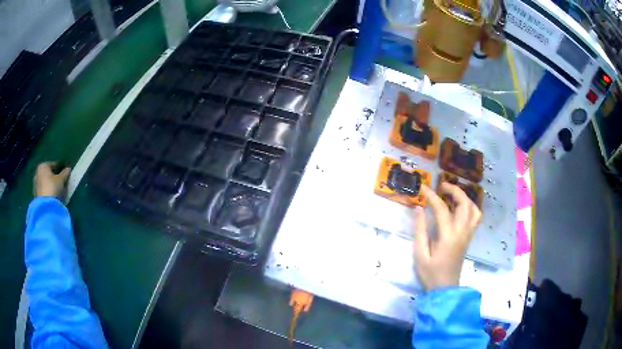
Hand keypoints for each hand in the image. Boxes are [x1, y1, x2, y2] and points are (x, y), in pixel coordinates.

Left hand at [33, 162, 70, 197]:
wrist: (46, 206)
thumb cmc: (53, 187)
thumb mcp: (61, 179)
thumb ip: (65, 173)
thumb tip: (68, 169)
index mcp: (43, 166)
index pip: (52, 164)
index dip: (58, 168)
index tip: (63, 172)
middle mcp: (37, 173)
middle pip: (47, 173)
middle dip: (52, 177)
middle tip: (59, 181)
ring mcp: (35, 185)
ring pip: (44, 182)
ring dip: (49, 185)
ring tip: (56, 190)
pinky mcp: (36, 195)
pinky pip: (43, 191)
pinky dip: (47, 192)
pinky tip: (51, 196)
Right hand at [413, 183, 481, 290]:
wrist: (445, 288)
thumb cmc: (430, 273)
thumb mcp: (420, 254)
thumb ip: (420, 230)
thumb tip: (419, 208)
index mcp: (448, 236)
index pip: (442, 209)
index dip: (432, 196)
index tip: (422, 188)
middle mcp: (462, 232)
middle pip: (464, 204)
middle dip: (454, 190)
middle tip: (441, 186)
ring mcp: (468, 235)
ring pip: (474, 209)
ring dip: (464, 197)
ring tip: (452, 194)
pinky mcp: (469, 238)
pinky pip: (475, 217)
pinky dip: (470, 207)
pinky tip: (460, 208)